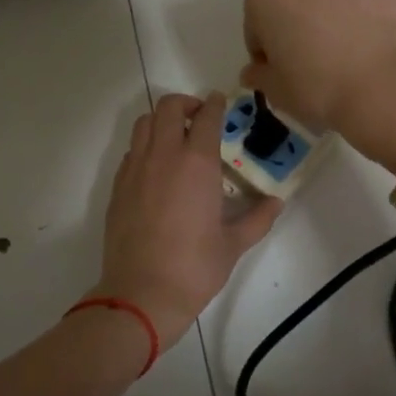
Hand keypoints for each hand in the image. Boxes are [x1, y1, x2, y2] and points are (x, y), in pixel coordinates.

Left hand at [94, 93, 280, 348]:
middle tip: (199, 117)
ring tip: (176, 136)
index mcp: (197, 164)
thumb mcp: (234, 244)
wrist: (142, 293)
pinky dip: (145, 146)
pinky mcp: (118, 186)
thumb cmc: (194, 268)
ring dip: (162, 120)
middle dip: (186, 104)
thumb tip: (276, 203)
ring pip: (144, 124)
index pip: (207, 118)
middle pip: (169, 108)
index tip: (220, 101)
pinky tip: (156, 167)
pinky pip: (131, 151)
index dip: (215, 105)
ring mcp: (136, 169)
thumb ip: (258, 218)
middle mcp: (164, 156)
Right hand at [242, 0, 395, 171]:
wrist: (387, 85)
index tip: (283, 67)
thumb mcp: (277, 91)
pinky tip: (376, 32)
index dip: (268, 46)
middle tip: (318, 52)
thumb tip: (255, 70)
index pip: (258, 20)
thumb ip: (259, 74)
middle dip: (300, 16)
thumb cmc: (320, 88)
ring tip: (353, 42)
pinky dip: (366, 1)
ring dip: (333, 5)